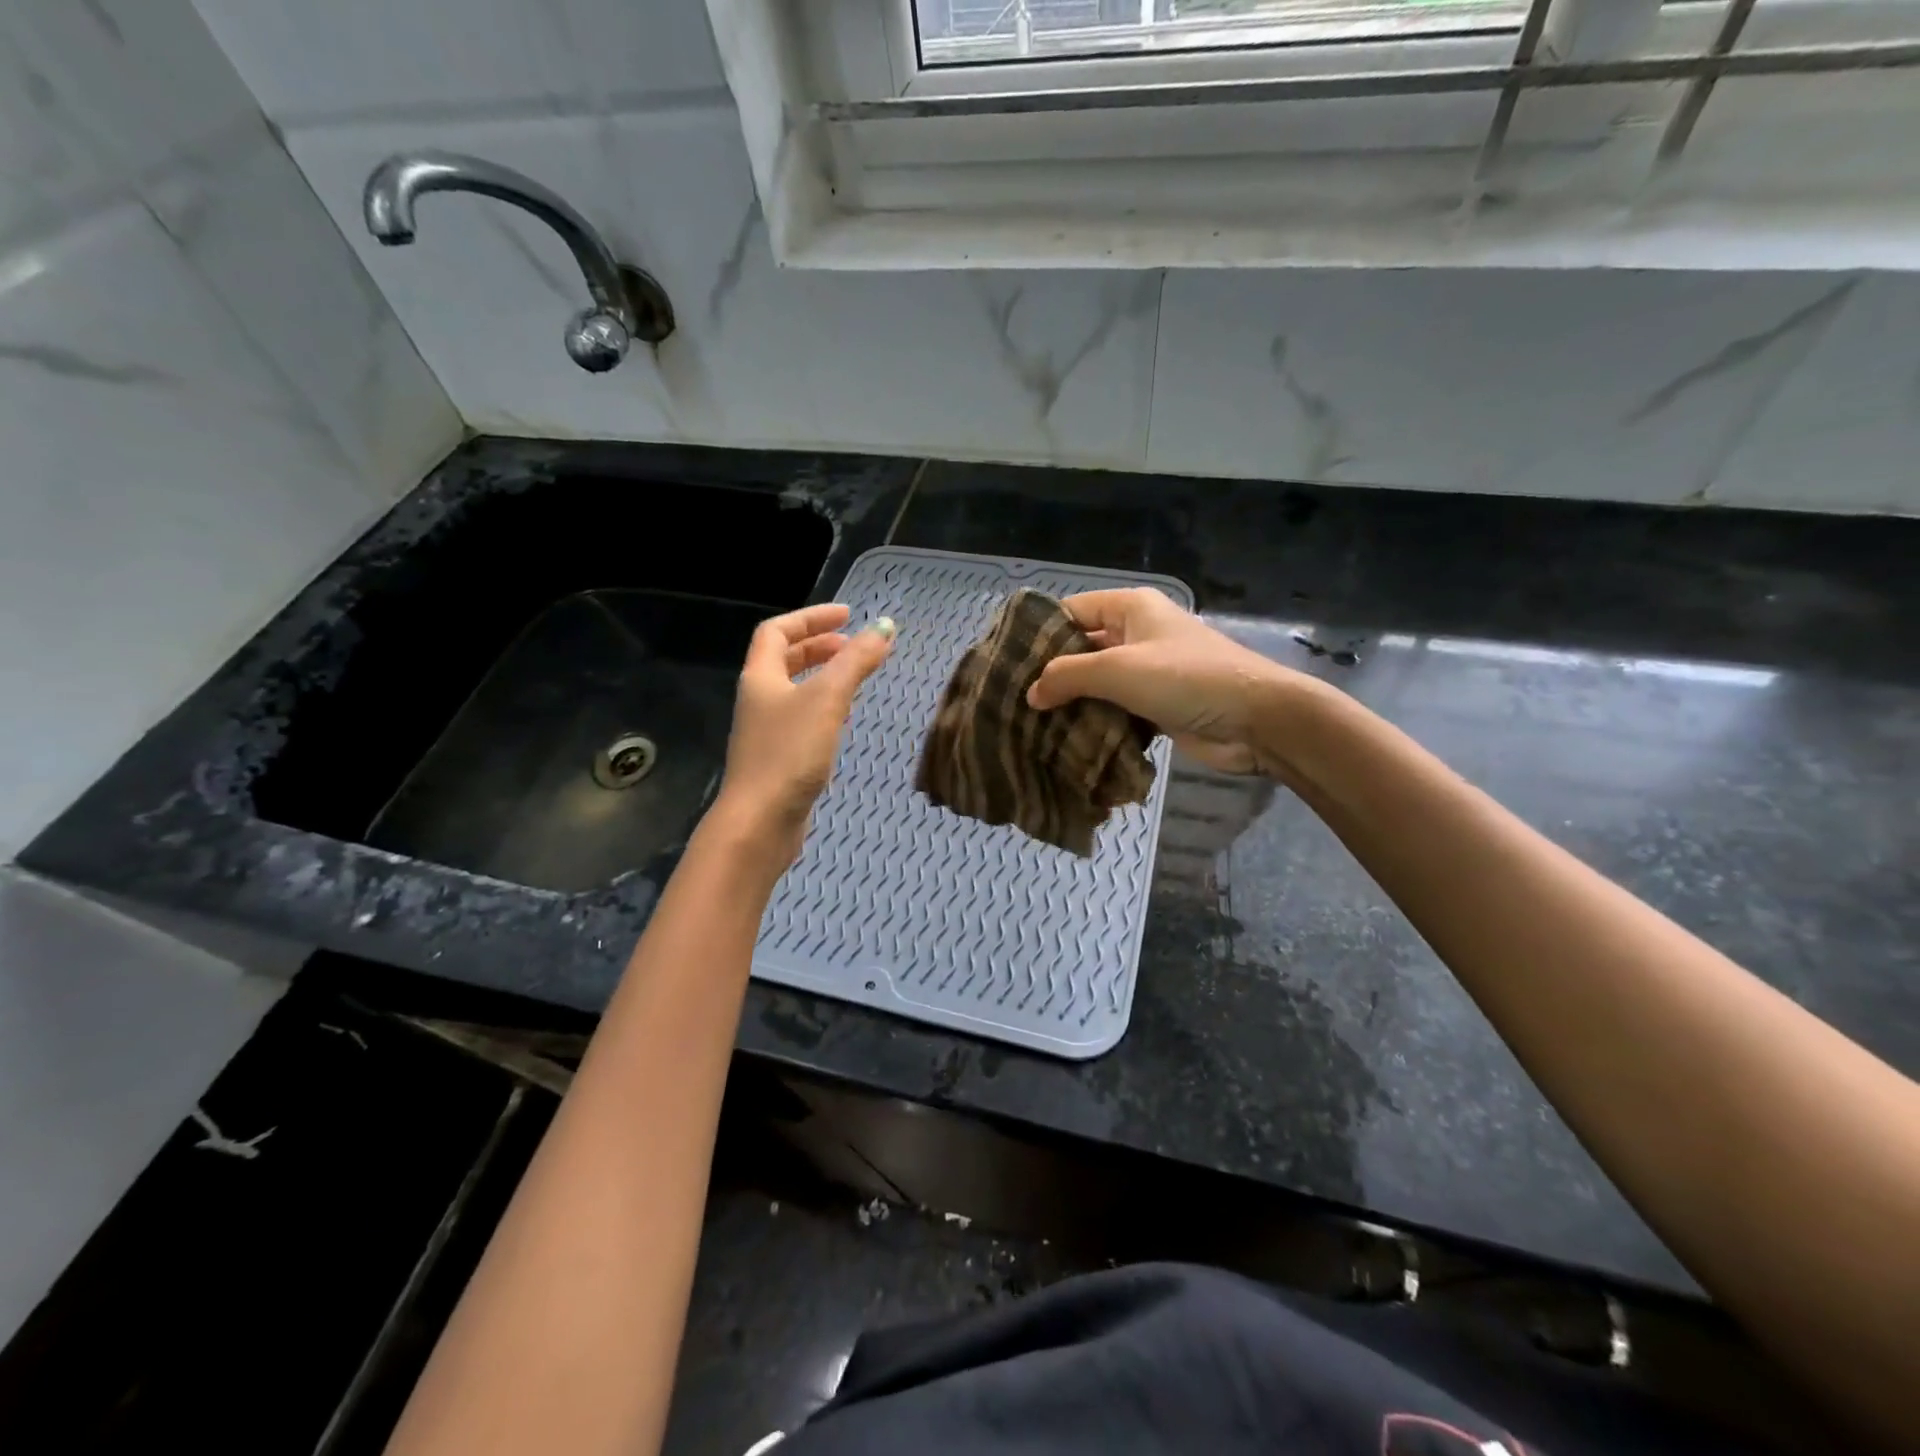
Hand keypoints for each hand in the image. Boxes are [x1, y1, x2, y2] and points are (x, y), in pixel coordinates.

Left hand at [710, 604, 894, 865]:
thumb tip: (885, 628)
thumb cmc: (789, 753)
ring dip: (824, 677)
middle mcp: (758, 699)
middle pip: (784, 659)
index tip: (848, 615)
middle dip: (819, 646)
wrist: (759, 823)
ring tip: (855, 678)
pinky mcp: (778, 759)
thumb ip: (856, 662)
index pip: (778, 631)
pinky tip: (844, 720)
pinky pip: (802, 719)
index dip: (811, 618)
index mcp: (760, 677)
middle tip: (854, 646)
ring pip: (795, 690)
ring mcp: (767, 731)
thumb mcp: (827, 699)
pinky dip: (824, 708)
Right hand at [1025, 588, 1300, 775]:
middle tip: (1011, 702)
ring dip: (1071, 706)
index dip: (1038, 634)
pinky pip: (1114, 712)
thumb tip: (1031, 693)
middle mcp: (1136, 635)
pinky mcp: (1155, 707)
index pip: (1070, 612)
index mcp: (1129, 609)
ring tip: (1028, 728)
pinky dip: (1094, 726)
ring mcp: (1147, 673)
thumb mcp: (1118, 669)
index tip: (1004, 663)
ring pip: (1096, 686)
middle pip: (1081, 651)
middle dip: (1051, 676)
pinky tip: (1064, 745)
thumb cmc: (1185, 678)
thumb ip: (1068, 676)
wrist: (1255, 720)